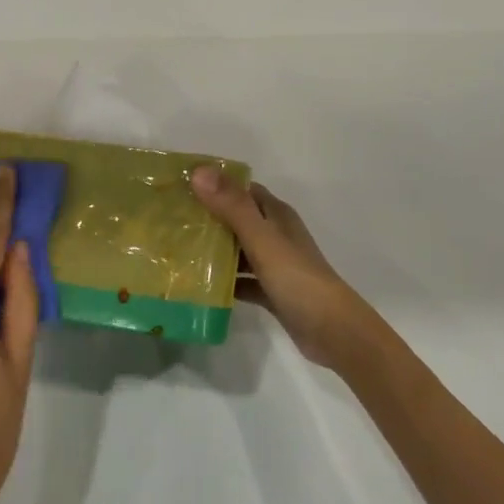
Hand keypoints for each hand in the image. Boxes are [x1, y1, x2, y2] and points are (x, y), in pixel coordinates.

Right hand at [191, 167, 380, 368]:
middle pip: (236, 218)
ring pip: (238, 250)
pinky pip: (242, 280)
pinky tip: (198, 286)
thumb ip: (232, 207)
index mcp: (276, 215)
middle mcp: (275, 235)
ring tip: (176, 250)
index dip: (213, 184)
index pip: (241, 189)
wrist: (333, 332)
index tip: (180, 186)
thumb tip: (198, 171)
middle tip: (170, 219)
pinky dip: (224, 281)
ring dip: (213, 250)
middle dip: (207, 217)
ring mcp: (274, 265)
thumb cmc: (297, 279)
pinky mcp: (272, 291)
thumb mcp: (262, 239)